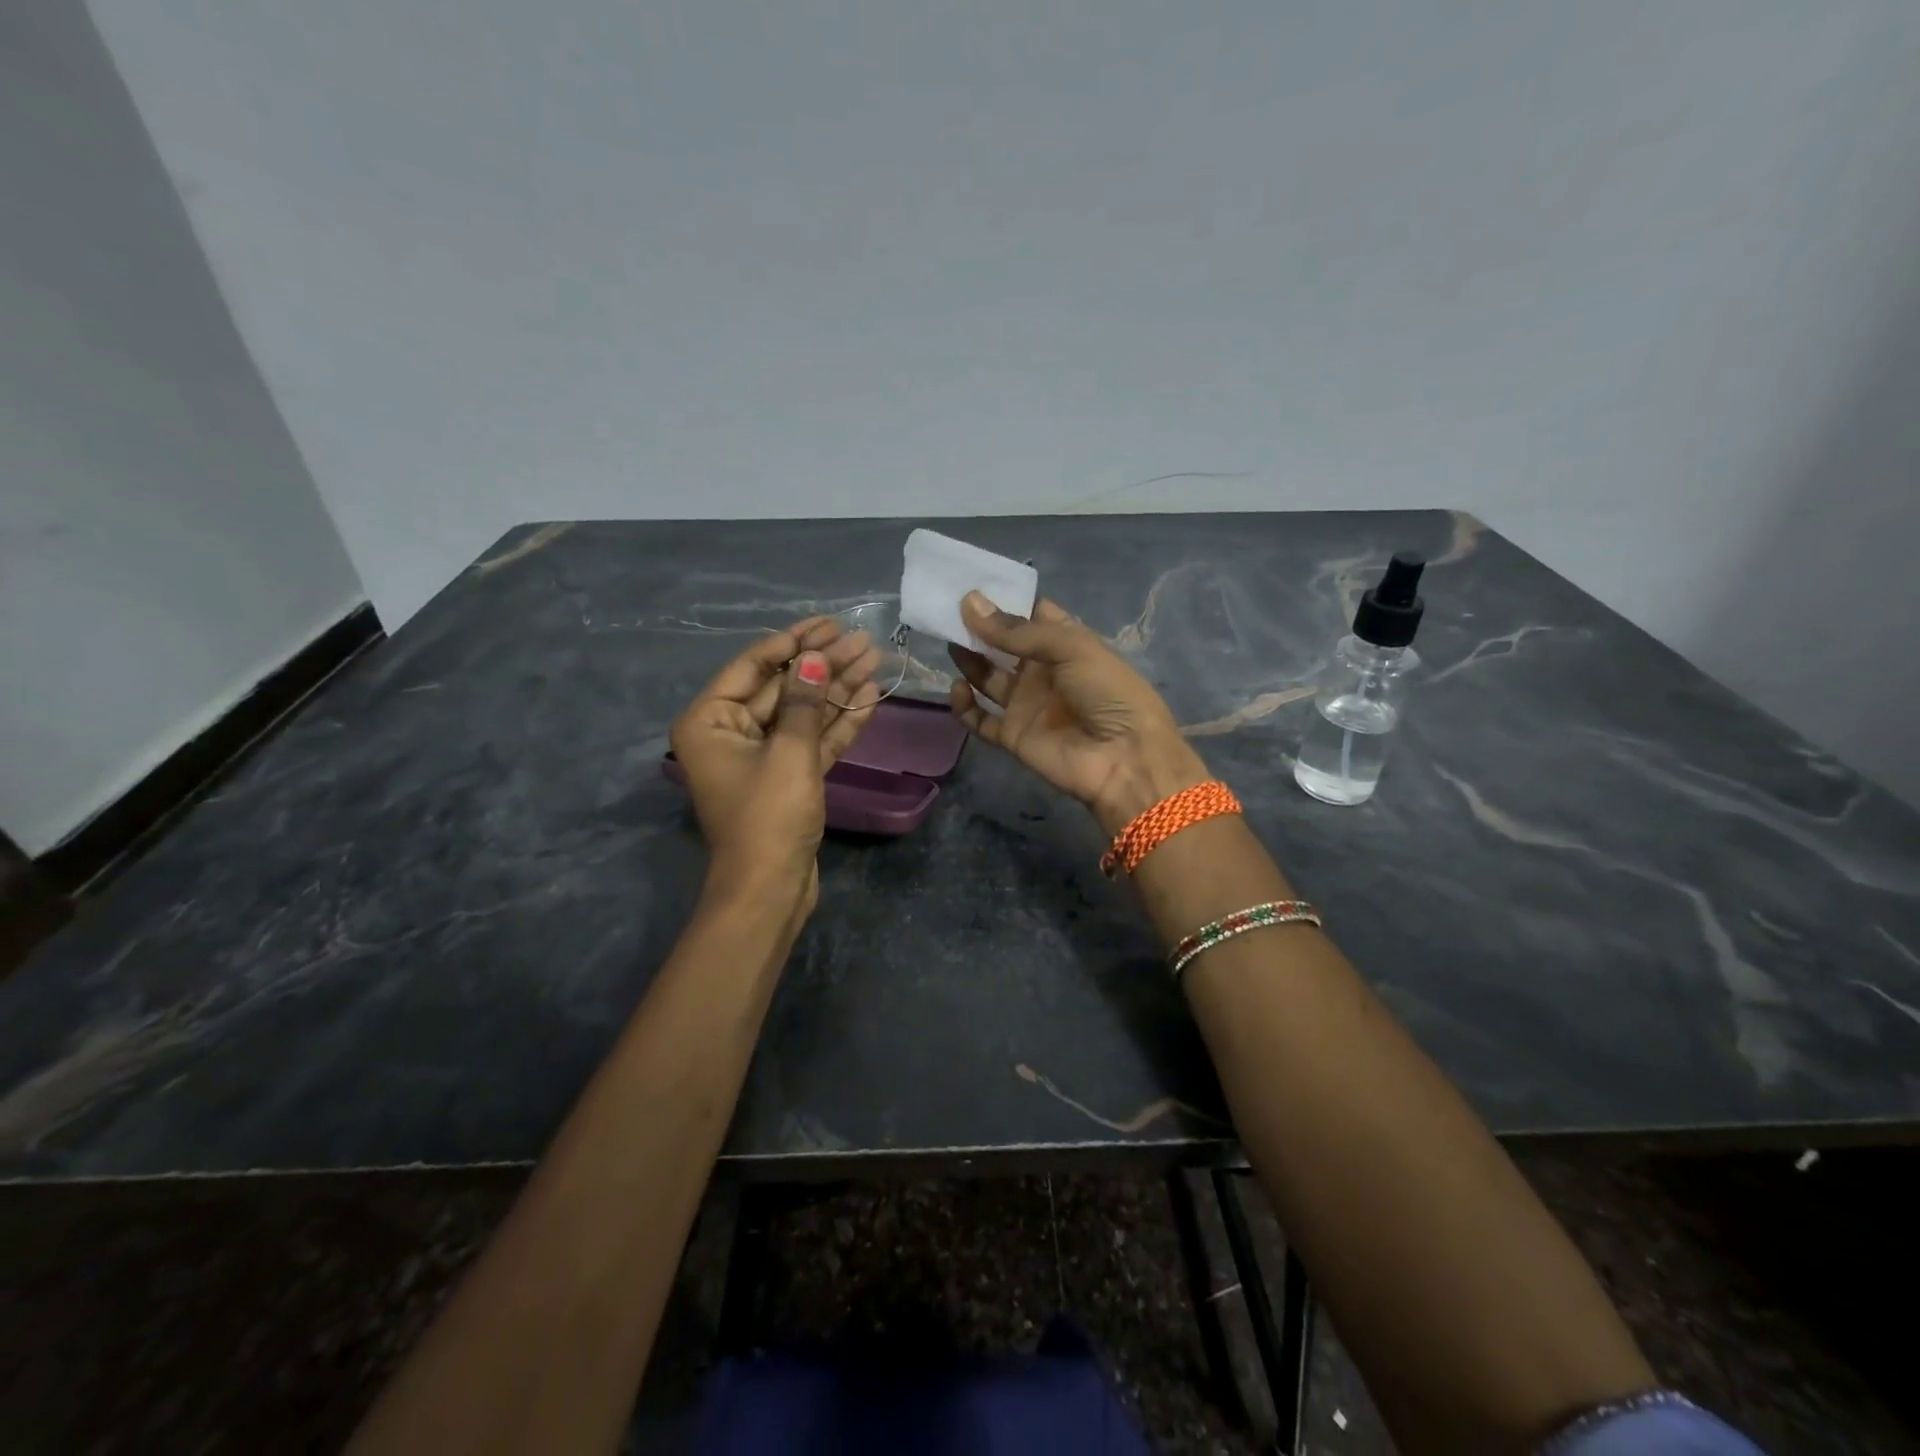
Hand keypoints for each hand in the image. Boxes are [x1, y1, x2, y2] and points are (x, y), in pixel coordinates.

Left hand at [672, 617, 881, 914]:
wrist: (769, 890)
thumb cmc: (769, 816)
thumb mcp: (789, 752)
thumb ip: (805, 701)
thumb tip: (815, 658)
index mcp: (711, 720)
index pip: (754, 667)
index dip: (793, 642)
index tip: (828, 623)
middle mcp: (731, 732)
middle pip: (783, 688)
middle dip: (823, 665)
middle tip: (862, 640)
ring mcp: (762, 757)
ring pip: (803, 713)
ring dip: (836, 689)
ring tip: (873, 659)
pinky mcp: (788, 778)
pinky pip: (813, 740)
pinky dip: (838, 722)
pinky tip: (868, 697)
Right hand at [947, 593, 1209, 834]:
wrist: (1123, 759)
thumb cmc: (1107, 691)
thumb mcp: (1070, 647)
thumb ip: (1017, 630)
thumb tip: (969, 603)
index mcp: (1066, 644)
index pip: (1032, 616)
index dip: (1005, 601)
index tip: (972, 585)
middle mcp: (1044, 671)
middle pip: (1004, 645)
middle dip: (979, 628)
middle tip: (948, 611)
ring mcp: (1027, 704)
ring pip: (988, 677)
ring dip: (969, 660)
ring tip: (947, 640)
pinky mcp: (1013, 736)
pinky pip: (981, 719)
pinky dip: (965, 706)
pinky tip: (959, 688)